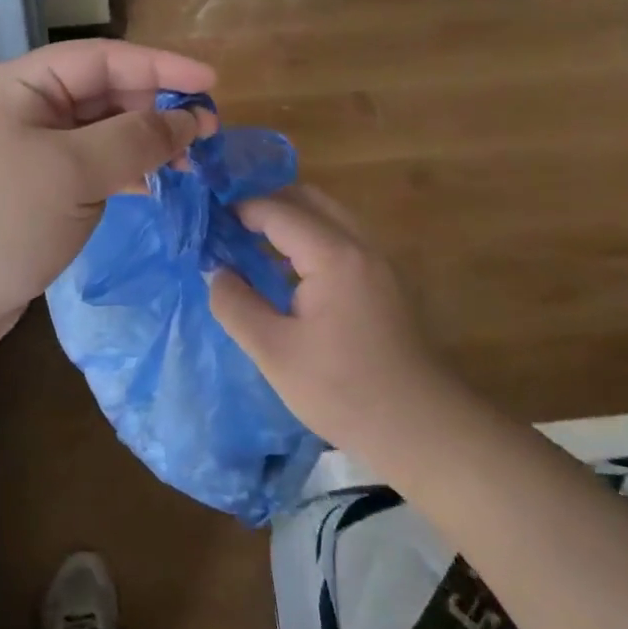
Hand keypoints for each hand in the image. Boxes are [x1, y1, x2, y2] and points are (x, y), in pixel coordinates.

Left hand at [0, 40, 215, 352]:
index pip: (104, 58)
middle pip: (105, 92)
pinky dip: (126, 171)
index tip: (212, 84)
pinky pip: (93, 165)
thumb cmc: (2, 220)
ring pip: (103, 131)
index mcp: (23, 84)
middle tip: (207, 134)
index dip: (161, 67)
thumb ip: (136, 139)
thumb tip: (189, 121)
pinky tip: (155, 185)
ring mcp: (32, 148)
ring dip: (146, 142)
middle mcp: (27, 107)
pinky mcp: (40, 187)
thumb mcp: (73, 173)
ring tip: (190, 164)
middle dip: (157, 109)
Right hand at [208, 184, 445, 455]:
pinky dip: (308, 239)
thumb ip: (236, 304)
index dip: (239, 210)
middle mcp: (360, 246)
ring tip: (249, 244)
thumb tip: (215, 271)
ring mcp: (377, 263)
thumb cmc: (343, 390)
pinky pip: (340, 240)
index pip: (278, 211)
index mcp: (334, 256)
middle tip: (228, 225)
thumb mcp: (274, 352)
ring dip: (289, 220)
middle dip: (266, 203)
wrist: (421, 429)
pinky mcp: (384, 283)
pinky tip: (284, 272)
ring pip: (328, 217)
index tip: (206, 222)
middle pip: (309, 199)